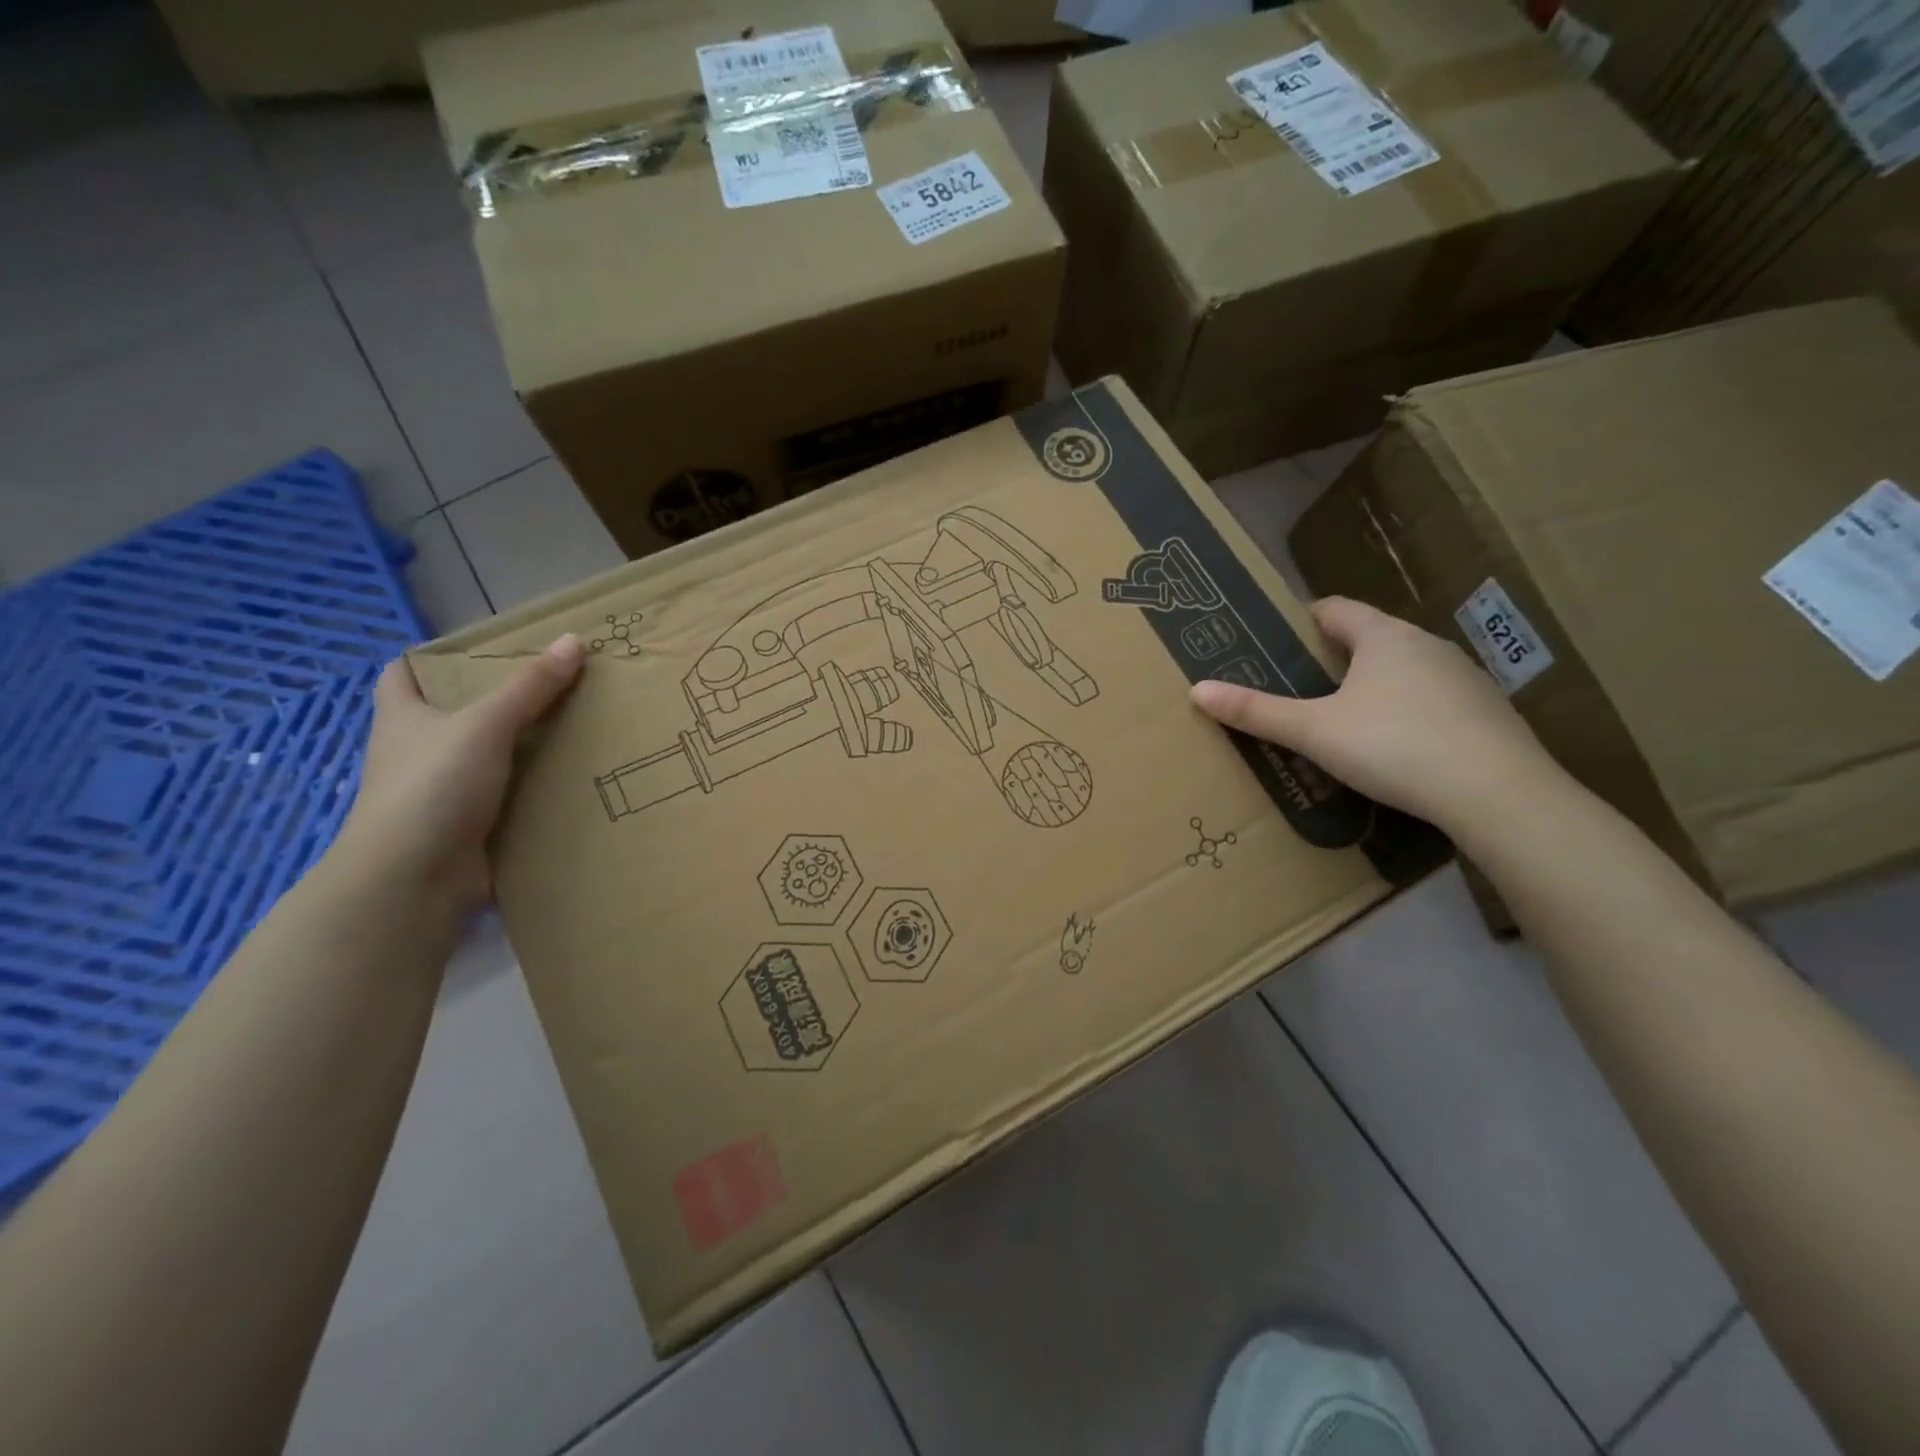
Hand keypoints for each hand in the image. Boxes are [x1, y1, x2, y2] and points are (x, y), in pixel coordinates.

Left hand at [332, 635, 585, 928]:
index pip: (403, 673)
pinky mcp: (470, 826)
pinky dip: (535, 789)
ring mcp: (443, 792)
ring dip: (524, 747)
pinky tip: (574, 778)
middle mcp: (418, 752)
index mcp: (403, 718)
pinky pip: (509, 797)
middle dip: (500, 701)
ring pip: (488, 758)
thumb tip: (574, 641)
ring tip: (578, 727)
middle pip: (456, 715)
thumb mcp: (485, 724)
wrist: (415, 880)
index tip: (484, 651)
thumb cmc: (433, 787)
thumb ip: (530, 686)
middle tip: (555, 685)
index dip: (433, 658)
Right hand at [1190, 597, 1558, 833]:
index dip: (1305, 619)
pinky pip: (1435, 700)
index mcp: (1384, 637)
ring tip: (1345, 720)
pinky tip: (1398, 748)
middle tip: (1301, 686)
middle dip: (1336, 657)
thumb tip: (1197, 690)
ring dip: (1375, 685)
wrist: (1497, 793)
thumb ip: (1256, 711)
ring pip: (1406, 669)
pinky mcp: (1488, 712)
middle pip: (1372, 638)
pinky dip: (1409, 713)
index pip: (1336, 609)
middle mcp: (1427, 645)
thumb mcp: (1313, 731)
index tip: (1281, 638)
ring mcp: (1465, 677)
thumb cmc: (1393, 746)